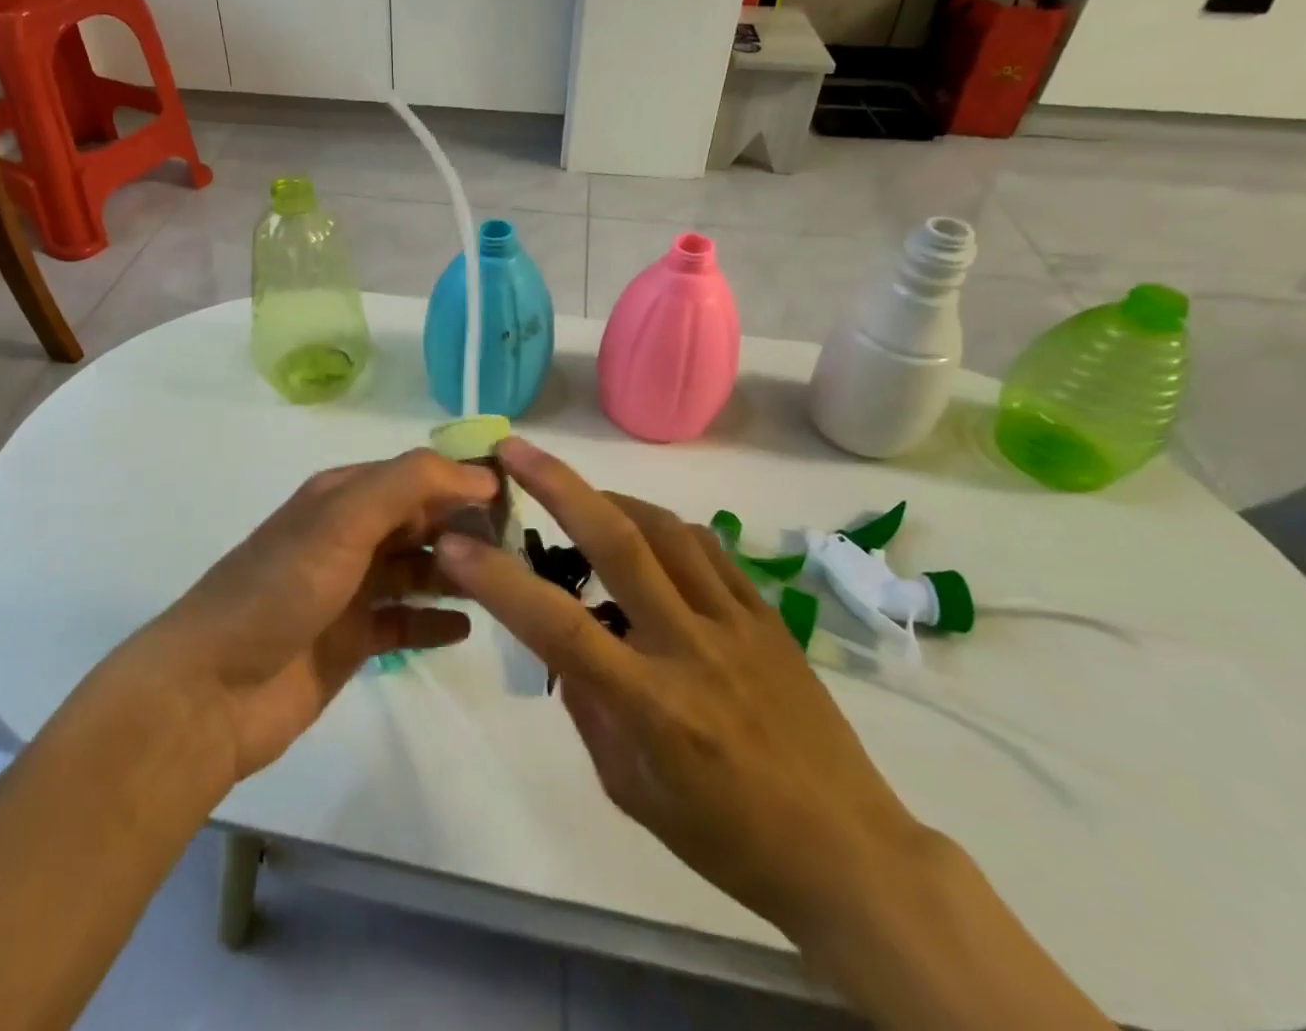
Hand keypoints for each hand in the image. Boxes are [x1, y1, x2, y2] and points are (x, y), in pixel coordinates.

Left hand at [146, 449, 497, 781]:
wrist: (212, 690)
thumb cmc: (281, 589)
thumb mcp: (343, 518)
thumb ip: (410, 484)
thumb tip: (479, 476)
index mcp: (344, 496)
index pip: (418, 475)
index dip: (463, 482)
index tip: (517, 498)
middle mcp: (350, 534)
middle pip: (422, 521)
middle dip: (467, 528)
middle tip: (520, 548)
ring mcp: (352, 588)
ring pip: (420, 569)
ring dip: (458, 573)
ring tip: (504, 586)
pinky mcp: (354, 638)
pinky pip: (407, 620)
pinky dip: (435, 619)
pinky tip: (466, 627)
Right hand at [435, 438, 928, 939]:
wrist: (850, 854)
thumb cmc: (729, 841)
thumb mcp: (634, 794)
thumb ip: (591, 713)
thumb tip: (569, 652)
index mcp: (652, 704)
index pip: (560, 627)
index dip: (500, 582)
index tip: (455, 546)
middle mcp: (691, 646)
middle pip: (619, 543)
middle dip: (559, 487)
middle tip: (516, 451)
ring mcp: (736, 623)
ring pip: (667, 530)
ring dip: (612, 501)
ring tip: (580, 497)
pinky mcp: (769, 616)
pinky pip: (710, 549)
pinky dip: (667, 528)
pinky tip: (649, 533)